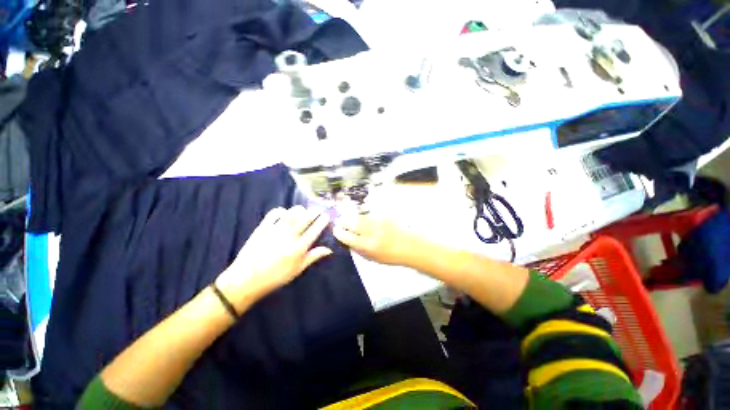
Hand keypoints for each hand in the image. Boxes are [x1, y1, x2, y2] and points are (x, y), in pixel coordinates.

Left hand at [216, 206, 332, 309]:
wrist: (246, 280)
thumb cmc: (276, 277)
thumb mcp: (298, 270)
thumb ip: (313, 257)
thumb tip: (329, 249)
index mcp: (299, 247)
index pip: (315, 229)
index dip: (323, 220)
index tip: (326, 216)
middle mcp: (290, 236)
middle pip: (305, 218)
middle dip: (314, 212)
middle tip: (317, 210)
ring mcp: (276, 230)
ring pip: (291, 213)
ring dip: (300, 209)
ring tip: (303, 211)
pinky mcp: (263, 227)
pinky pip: (274, 214)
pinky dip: (281, 210)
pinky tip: (284, 213)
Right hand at [333, 212, 418, 266]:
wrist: (409, 246)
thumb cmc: (390, 256)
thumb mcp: (372, 258)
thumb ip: (358, 250)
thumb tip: (347, 241)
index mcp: (368, 245)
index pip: (348, 237)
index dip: (339, 233)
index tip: (335, 230)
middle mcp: (371, 232)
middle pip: (352, 223)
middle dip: (344, 222)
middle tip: (340, 222)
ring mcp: (377, 222)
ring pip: (359, 217)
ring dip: (352, 217)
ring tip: (348, 218)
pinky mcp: (383, 216)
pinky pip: (369, 215)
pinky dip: (363, 216)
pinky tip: (362, 218)